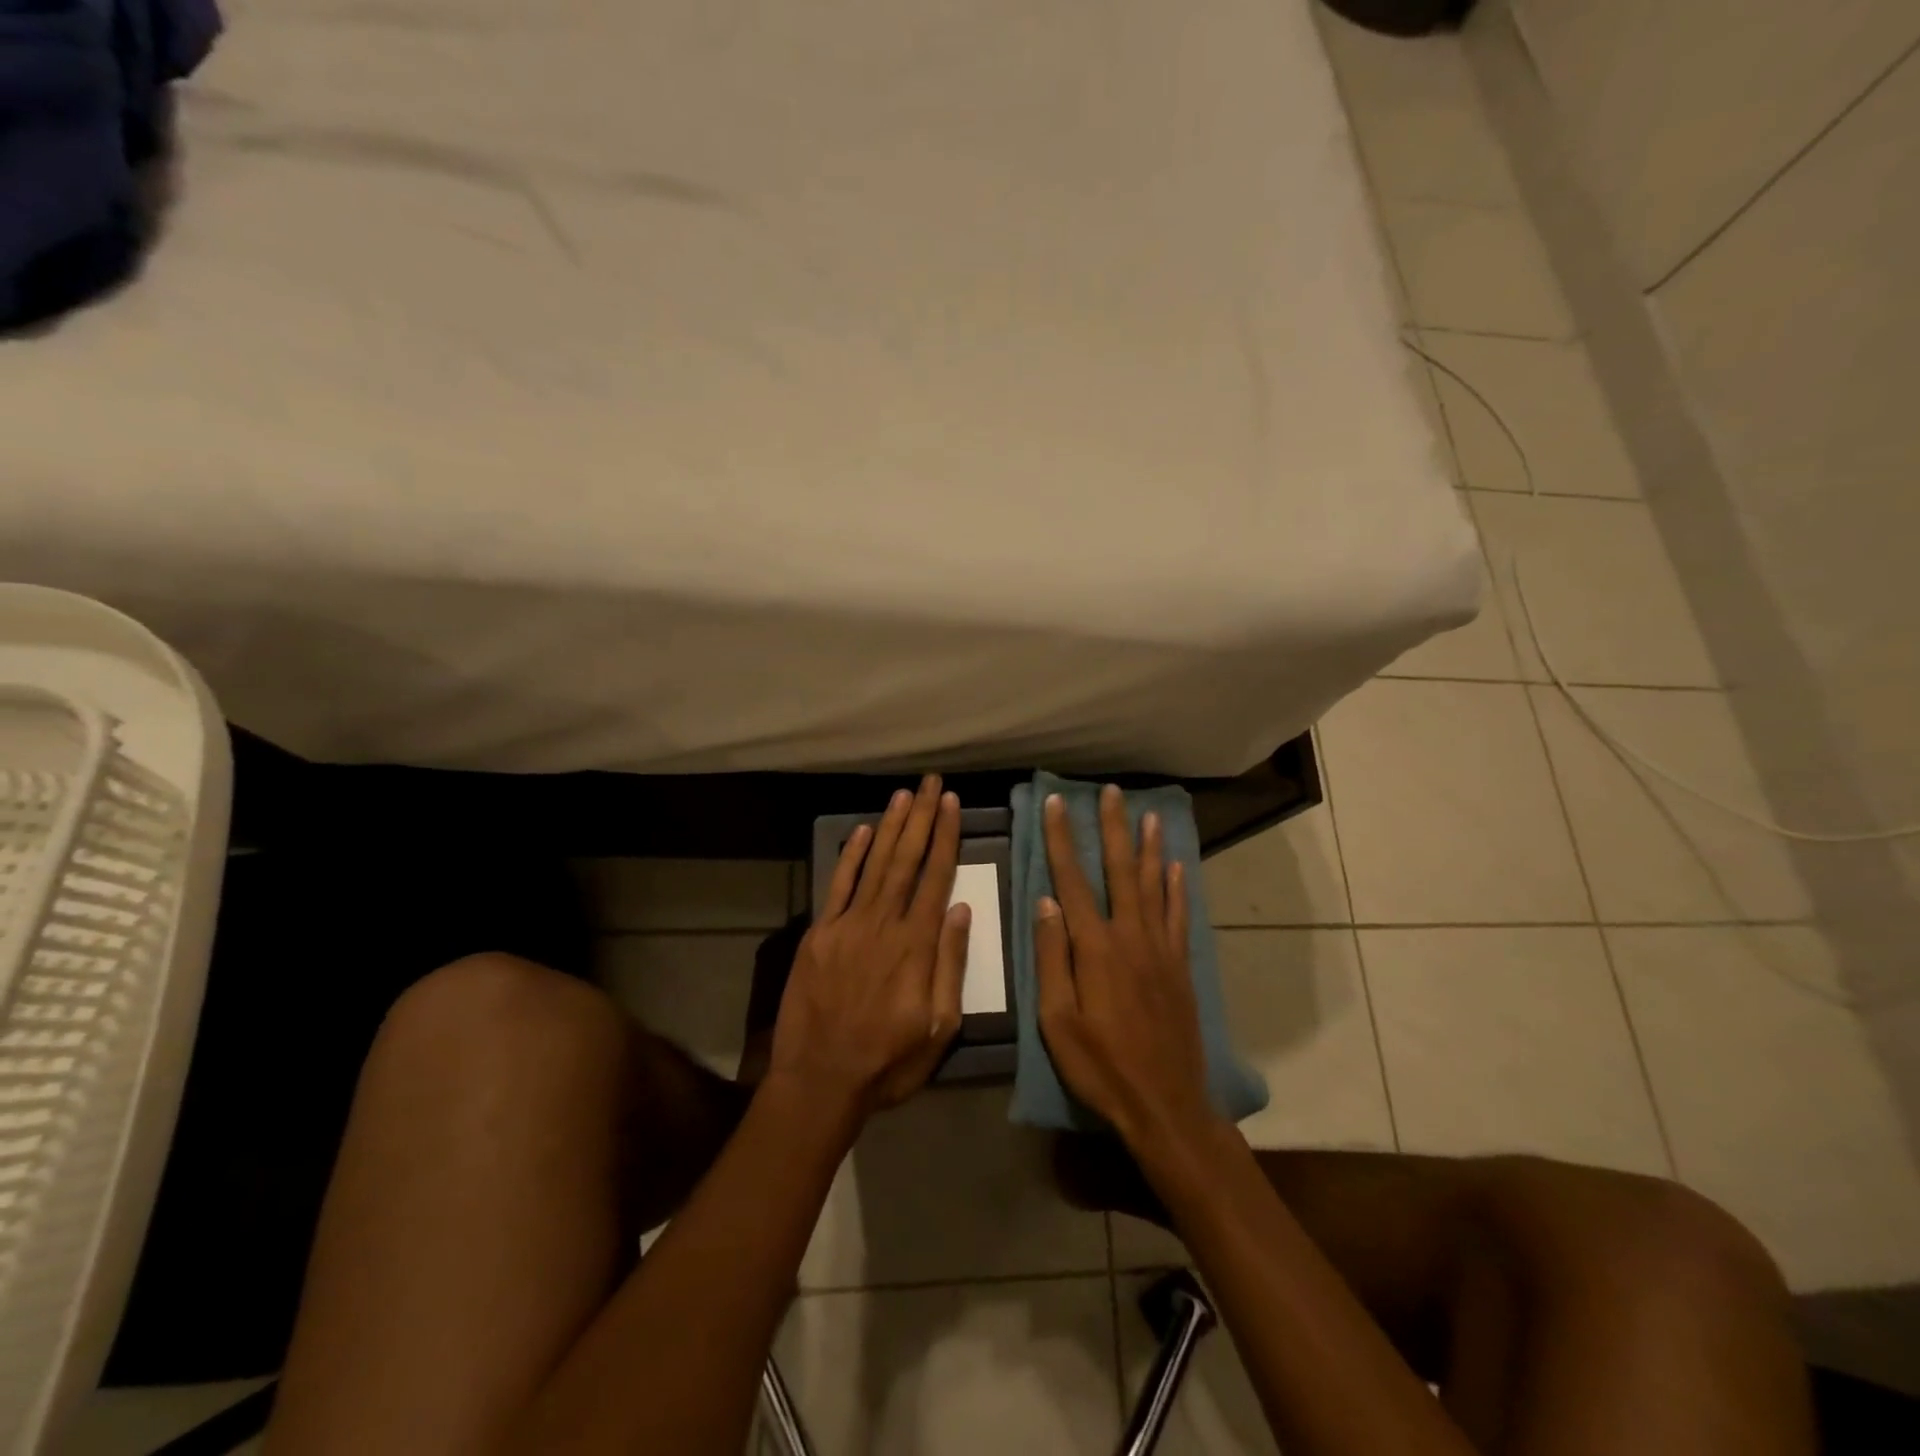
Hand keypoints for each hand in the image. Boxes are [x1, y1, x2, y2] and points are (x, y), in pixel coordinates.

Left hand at [768, 775, 970, 1117]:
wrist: (820, 1081)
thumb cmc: (888, 1061)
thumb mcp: (940, 1027)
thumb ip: (950, 964)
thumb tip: (960, 908)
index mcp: (916, 945)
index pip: (936, 877)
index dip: (945, 837)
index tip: (951, 804)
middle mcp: (883, 924)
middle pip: (906, 860)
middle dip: (920, 818)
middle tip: (930, 783)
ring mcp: (847, 925)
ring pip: (873, 864)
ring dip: (889, 827)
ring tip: (903, 795)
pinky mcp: (818, 934)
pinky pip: (837, 886)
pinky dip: (849, 856)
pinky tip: (860, 831)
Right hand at [1035, 785, 1220, 1150]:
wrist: (1166, 1105)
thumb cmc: (1101, 1066)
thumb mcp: (1057, 1021)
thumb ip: (1051, 958)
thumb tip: (1045, 902)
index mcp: (1095, 948)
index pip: (1072, 881)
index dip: (1062, 840)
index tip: (1056, 805)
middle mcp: (1131, 937)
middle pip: (1121, 870)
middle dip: (1113, 828)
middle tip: (1111, 792)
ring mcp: (1161, 950)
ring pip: (1155, 885)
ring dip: (1149, 847)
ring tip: (1148, 814)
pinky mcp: (1180, 967)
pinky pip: (1179, 915)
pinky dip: (1177, 887)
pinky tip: (1176, 866)